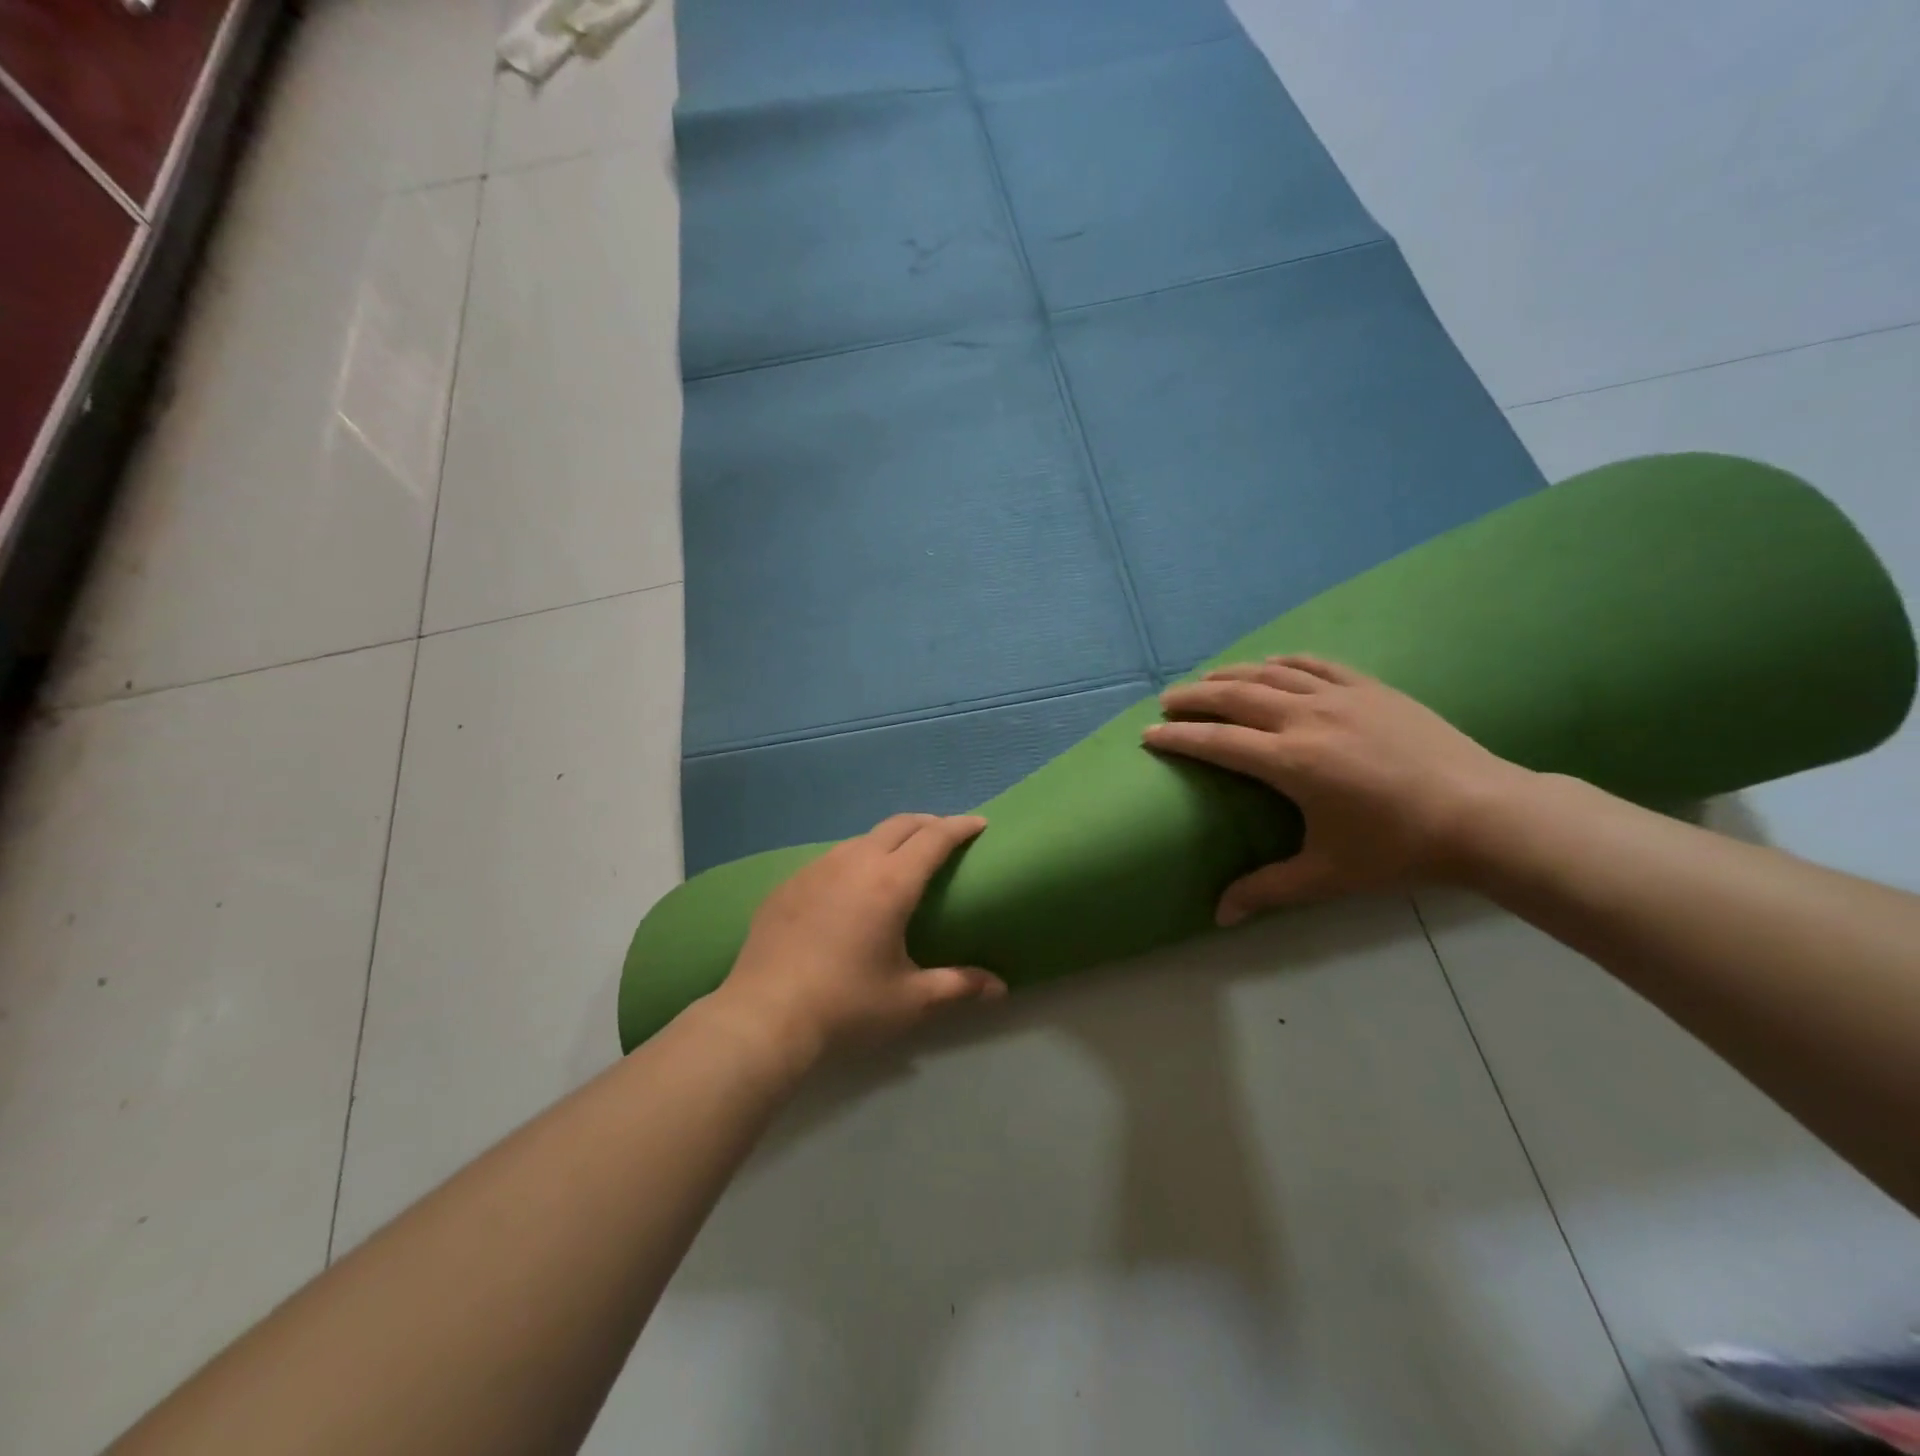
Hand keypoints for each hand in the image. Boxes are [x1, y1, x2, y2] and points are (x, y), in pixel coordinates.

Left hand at [710, 814, 1006, 1064]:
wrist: (764, 1016)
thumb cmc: (846, 1006)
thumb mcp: (909, 1000)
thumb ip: (958, 986)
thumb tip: (1000, 988)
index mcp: (890, 883)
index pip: (934, 838)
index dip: (960, 826)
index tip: (978, 823)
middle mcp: (854, 862)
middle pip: (899, 825)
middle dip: (927, 823)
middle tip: (945, 836)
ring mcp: (816, 869)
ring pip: (861, 839)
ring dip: (888, 841)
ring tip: (898, 862)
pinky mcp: (788, 884)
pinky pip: (830, 860)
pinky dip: (853, 861)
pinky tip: (849, 889)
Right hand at [1144, 655, 1532, 923]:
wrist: (1484, 816)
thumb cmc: (1399, 848)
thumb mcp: (1327, 875)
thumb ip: (1267, 890)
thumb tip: (1219, 916)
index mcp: (1291, 762)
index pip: (1217, 742)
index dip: (1178, 737)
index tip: (1148, 734)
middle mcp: (1307, 718)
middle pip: (1235, 697)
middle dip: (1193, 697)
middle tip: (1166, 700)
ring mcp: (1341, 697)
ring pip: (1271, 673)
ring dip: (1231, 674)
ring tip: (1207, 680)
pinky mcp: (1371, 689)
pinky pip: (1316, 664)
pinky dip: (1284, 661)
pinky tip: (1270, 663)